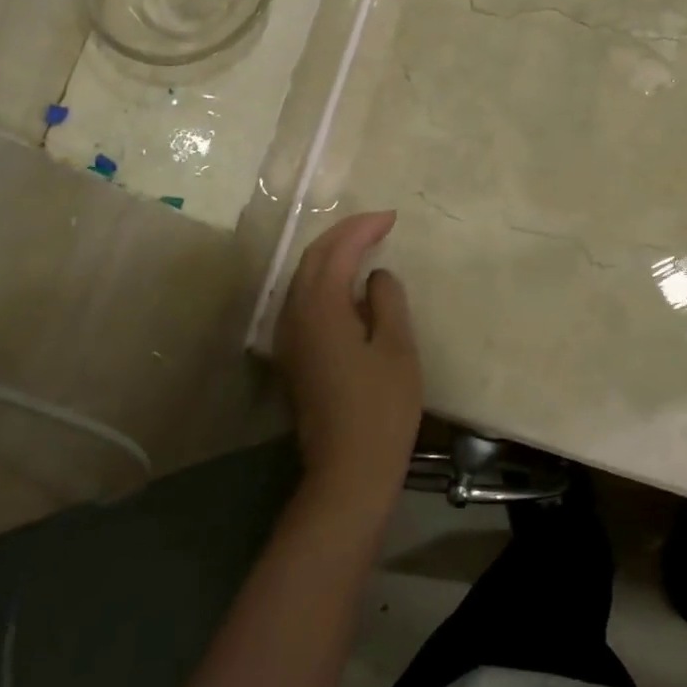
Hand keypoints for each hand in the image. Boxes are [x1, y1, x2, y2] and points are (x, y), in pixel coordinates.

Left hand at [273, 211, 423, 511]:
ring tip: (364, 245)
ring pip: (304, 278)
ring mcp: (289, 337)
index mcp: (320, 308)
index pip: (337, 251)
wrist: (348, 470)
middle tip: (379, 224)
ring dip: (332, 255)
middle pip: (313, 259)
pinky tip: (347, 287)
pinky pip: (304, 300)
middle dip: (344, 234)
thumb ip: (386, 301)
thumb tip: (376, 276)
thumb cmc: (381, 409)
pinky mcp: (293, 356)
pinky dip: (325, 280)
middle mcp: (295, 315)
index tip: (391, 217)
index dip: (363, 228)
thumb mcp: (397, 348)